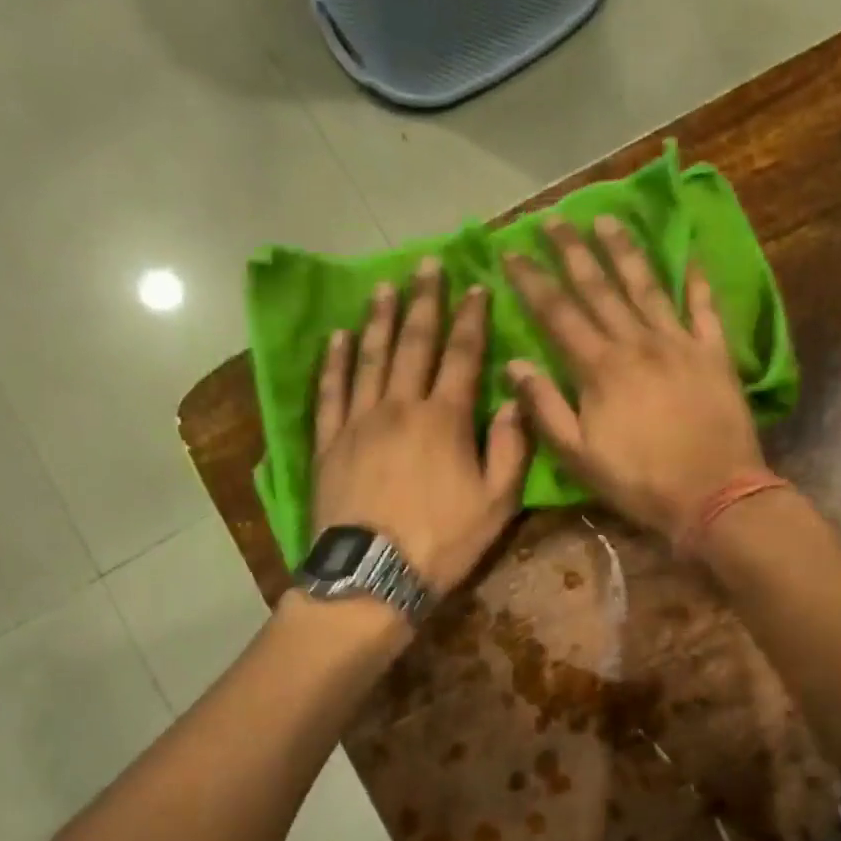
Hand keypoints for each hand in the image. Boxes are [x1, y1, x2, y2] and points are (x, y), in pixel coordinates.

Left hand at [313, 257, 529, 596]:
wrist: (373, 575)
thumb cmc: (442, 542)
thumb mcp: (497, 503)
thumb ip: (510, 448)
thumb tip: (513, 399)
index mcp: (446, 419)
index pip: (463, 356)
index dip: (472, 319)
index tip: (476, 286)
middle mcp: (400, 406)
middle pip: (413, 343)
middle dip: (424, 301)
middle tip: (427, 265)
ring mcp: (358, 421)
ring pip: (370, 358)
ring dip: (379, 319)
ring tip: (384, 287)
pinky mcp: (328, 442)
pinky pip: (329, 391)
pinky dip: (334, 361)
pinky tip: (338, 337)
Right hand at [503, 216, 767, 541]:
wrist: (714, 495)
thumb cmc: (639, 482)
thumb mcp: (578, 456)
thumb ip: (545, 408)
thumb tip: (515, 364)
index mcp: (599, 368)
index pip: (557, 313)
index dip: (532, 281)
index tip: (511, 252)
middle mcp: (637, 343)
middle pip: (599, 287)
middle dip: (572, 251)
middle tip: (553, 218)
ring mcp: (679, 343)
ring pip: (647, 286)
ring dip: (625, 250)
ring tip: (608, 219)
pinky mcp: (714, 354)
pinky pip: (705, 307)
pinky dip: (698, 280)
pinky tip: (690, 254)